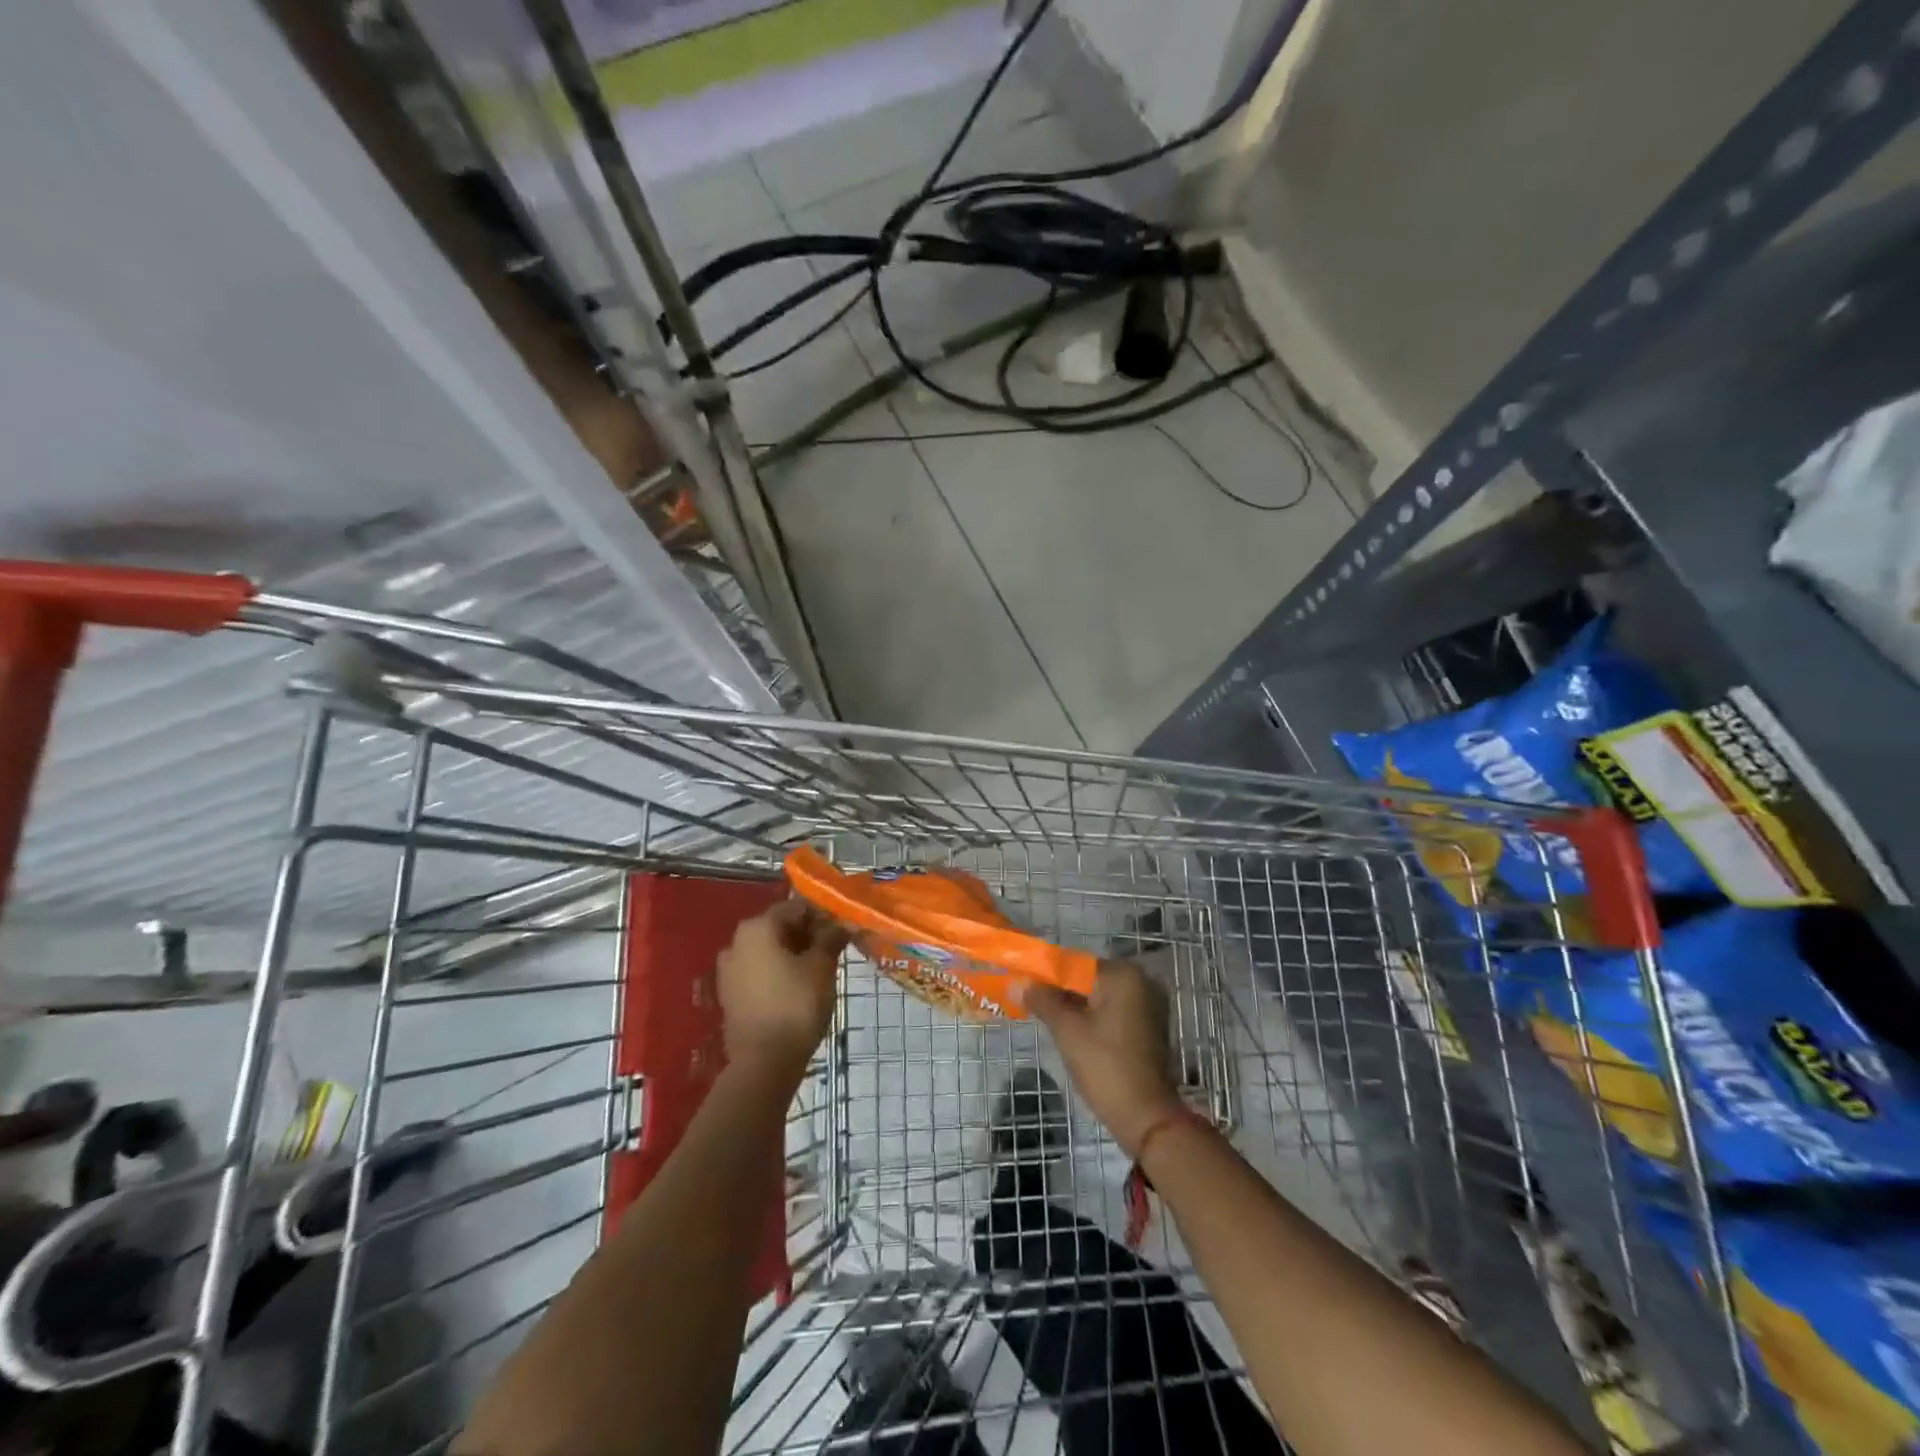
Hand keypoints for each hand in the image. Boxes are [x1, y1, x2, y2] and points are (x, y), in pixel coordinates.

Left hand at [718, 900, 847, 1071]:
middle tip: (835, 949)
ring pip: (769, 950)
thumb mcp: (822, 967)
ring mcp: (729, 969)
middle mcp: (736, 941)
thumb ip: (831, 937)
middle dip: (808, 934)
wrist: (763, 1063)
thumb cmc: (796, 1005)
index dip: (823, 915)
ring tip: (820, 969)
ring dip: (794, 953)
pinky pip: (759, 971)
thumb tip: (844, 922)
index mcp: (757, 927)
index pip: (797, 907)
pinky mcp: (729, 994)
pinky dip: (779, 972)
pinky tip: (799, 987)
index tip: (844, 928)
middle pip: (780, 927)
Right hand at [1026, 961, 1182, 1157]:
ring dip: (1075, 1006)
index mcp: (1123, 975)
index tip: (1023, 986)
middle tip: (1031, 1004)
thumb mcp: (1067, 1030)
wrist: (1146, 1118)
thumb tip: (1017, 982)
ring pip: (1100, 997)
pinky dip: (1093, 1017)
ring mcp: (1149, 1005)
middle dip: (1059, 991)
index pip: (1075, 964)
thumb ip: (1042, 1000)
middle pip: (1088, 979)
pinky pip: (1113, 1011)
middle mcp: (1141, 982)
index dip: (1046, 974)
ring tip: (1046, 1018)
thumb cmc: (1105, 1067)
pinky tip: (1072, 1032)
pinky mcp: (1149, 1026)